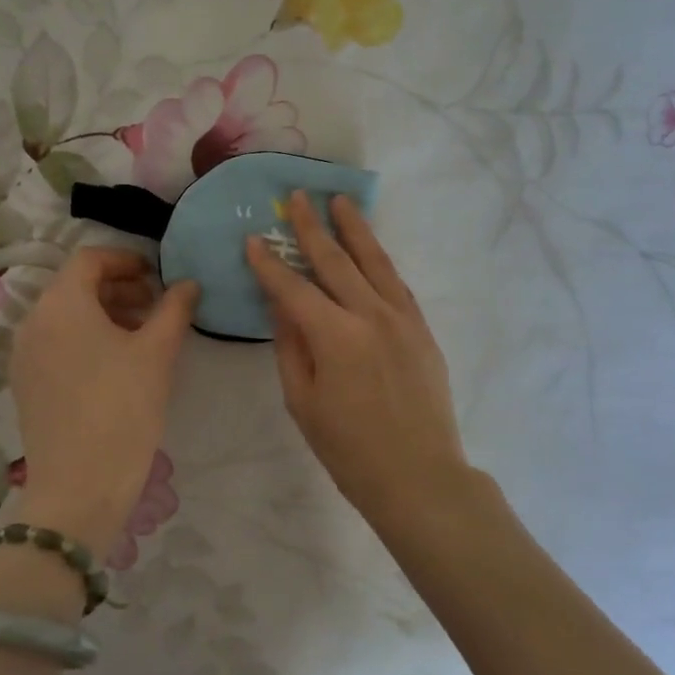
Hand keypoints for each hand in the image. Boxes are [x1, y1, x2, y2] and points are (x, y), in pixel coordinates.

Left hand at [8, 247, 197, 553]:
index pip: (90, 259)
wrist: (80, 485)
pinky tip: (115, 365)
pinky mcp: (25, 384)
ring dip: (103, 314)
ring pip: (65, 317)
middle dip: (118, 288)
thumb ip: (174, 309)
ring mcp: (24, 355)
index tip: (157, 276)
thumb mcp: (157, 353)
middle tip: (155, 306)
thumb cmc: (123, 408)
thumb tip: (188, 283)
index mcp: (61, 303)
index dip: (126, 260)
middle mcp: (33, 321)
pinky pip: (56, 344)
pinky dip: (85, 340)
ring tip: (141, 336)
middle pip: (75, 287)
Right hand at [246, 192, 468, 529]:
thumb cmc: (350, 450)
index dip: (269, 264)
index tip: (253, 240)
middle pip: (335, 261)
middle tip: (296, 198)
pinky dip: (380, 261)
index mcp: (334, 336)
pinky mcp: (422, 330)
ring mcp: (402, 319)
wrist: (419, 477)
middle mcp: (370, 315)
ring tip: (340, 201)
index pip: (293, 289)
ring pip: (374, 262)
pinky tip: (371, 249)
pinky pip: (396, 284)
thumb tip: (282, 306)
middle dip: (311, 228)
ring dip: (354, 229)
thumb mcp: (303, 403)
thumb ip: (290, 348)